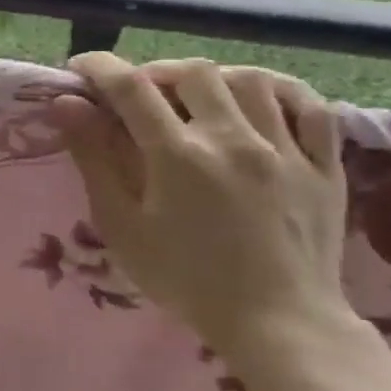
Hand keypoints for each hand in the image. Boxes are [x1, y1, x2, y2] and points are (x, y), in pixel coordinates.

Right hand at [49, 54, 354, 360]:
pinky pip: (311, 107)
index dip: (99, 67)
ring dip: (212, 78)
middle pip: (191, 72)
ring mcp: (285, 150)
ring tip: (194, 98)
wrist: (278, 323)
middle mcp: (232, 139)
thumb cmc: (184, 277)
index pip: (130, 87)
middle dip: (155, 72)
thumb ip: (93, 158)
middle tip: (138, 94)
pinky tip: (258, 101)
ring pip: (249, 80)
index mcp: (177, 155)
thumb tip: (66, 104)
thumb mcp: (120, 224)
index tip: (81, 69)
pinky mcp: (323, 167)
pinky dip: (280, 92)